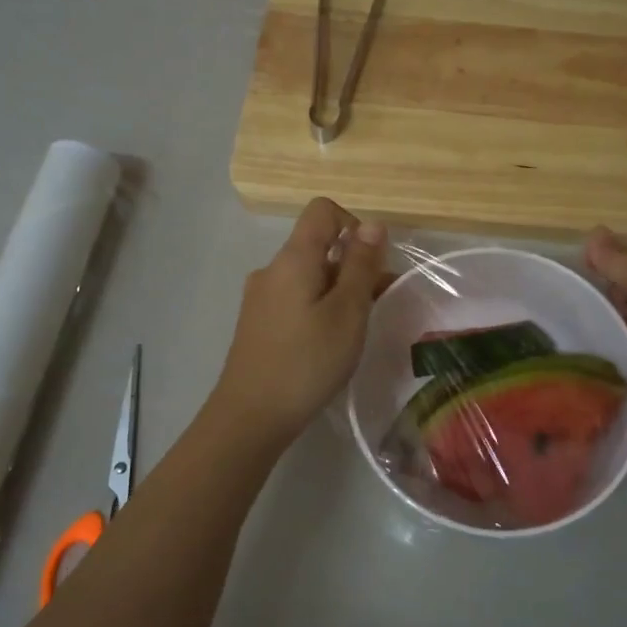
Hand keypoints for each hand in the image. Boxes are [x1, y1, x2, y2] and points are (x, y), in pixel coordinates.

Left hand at [212, 199, 389, 444]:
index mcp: (293, 258)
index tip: (371, 263)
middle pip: (317, 245)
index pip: (322, 210)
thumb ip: (361, 265)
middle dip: (352, 265)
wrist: (251, 416)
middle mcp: (272, 269)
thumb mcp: (348, 312)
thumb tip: (373, 224)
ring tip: (356, 330)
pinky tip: (328, 344)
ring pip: (308, 276)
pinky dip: (319, 308)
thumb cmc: (308, 361)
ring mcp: (261, 297)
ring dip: (338, 290)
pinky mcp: (258, 323)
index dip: (354, 224)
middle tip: (375, 305)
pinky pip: (295, 299)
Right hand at [585, 228, 626, 467]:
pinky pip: (619, 358)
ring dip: (603, 328)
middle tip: (592, 307)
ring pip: (623, 328)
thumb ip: (623, 260)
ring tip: (577, 330)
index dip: (616, 261)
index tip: (585, 266)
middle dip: (609, 297)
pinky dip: (604, 356)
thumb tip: (593, 233)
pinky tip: (583, 356)